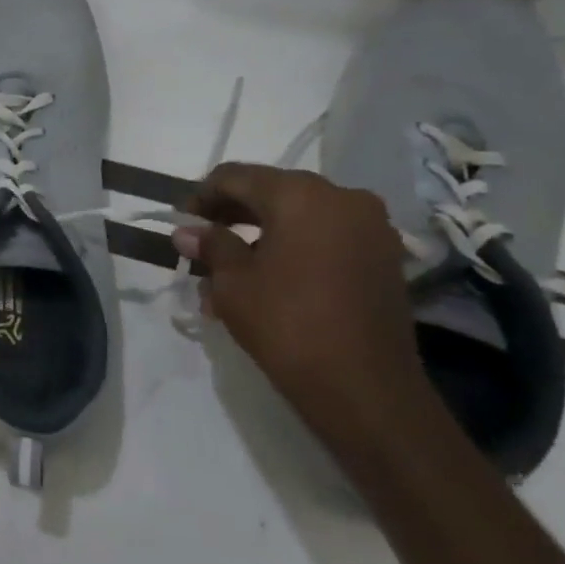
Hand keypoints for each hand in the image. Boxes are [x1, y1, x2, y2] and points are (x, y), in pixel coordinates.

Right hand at [174, 163, 439, 466]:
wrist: (363, 386)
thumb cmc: (286, 323)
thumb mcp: (232, 282)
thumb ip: (211, 245)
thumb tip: (187, 230)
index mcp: (302, 195)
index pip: (237, 177)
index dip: (203, 194)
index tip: (181, 219)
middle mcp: (343, 198)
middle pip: (273, 192)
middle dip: (233, 213)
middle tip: (201, 240)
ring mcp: (370, 227)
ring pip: (300, 216)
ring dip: (261, 233)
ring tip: (228, 267)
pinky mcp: (382, 257)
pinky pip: (326, 237)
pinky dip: (292, 247)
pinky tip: (266, 276)